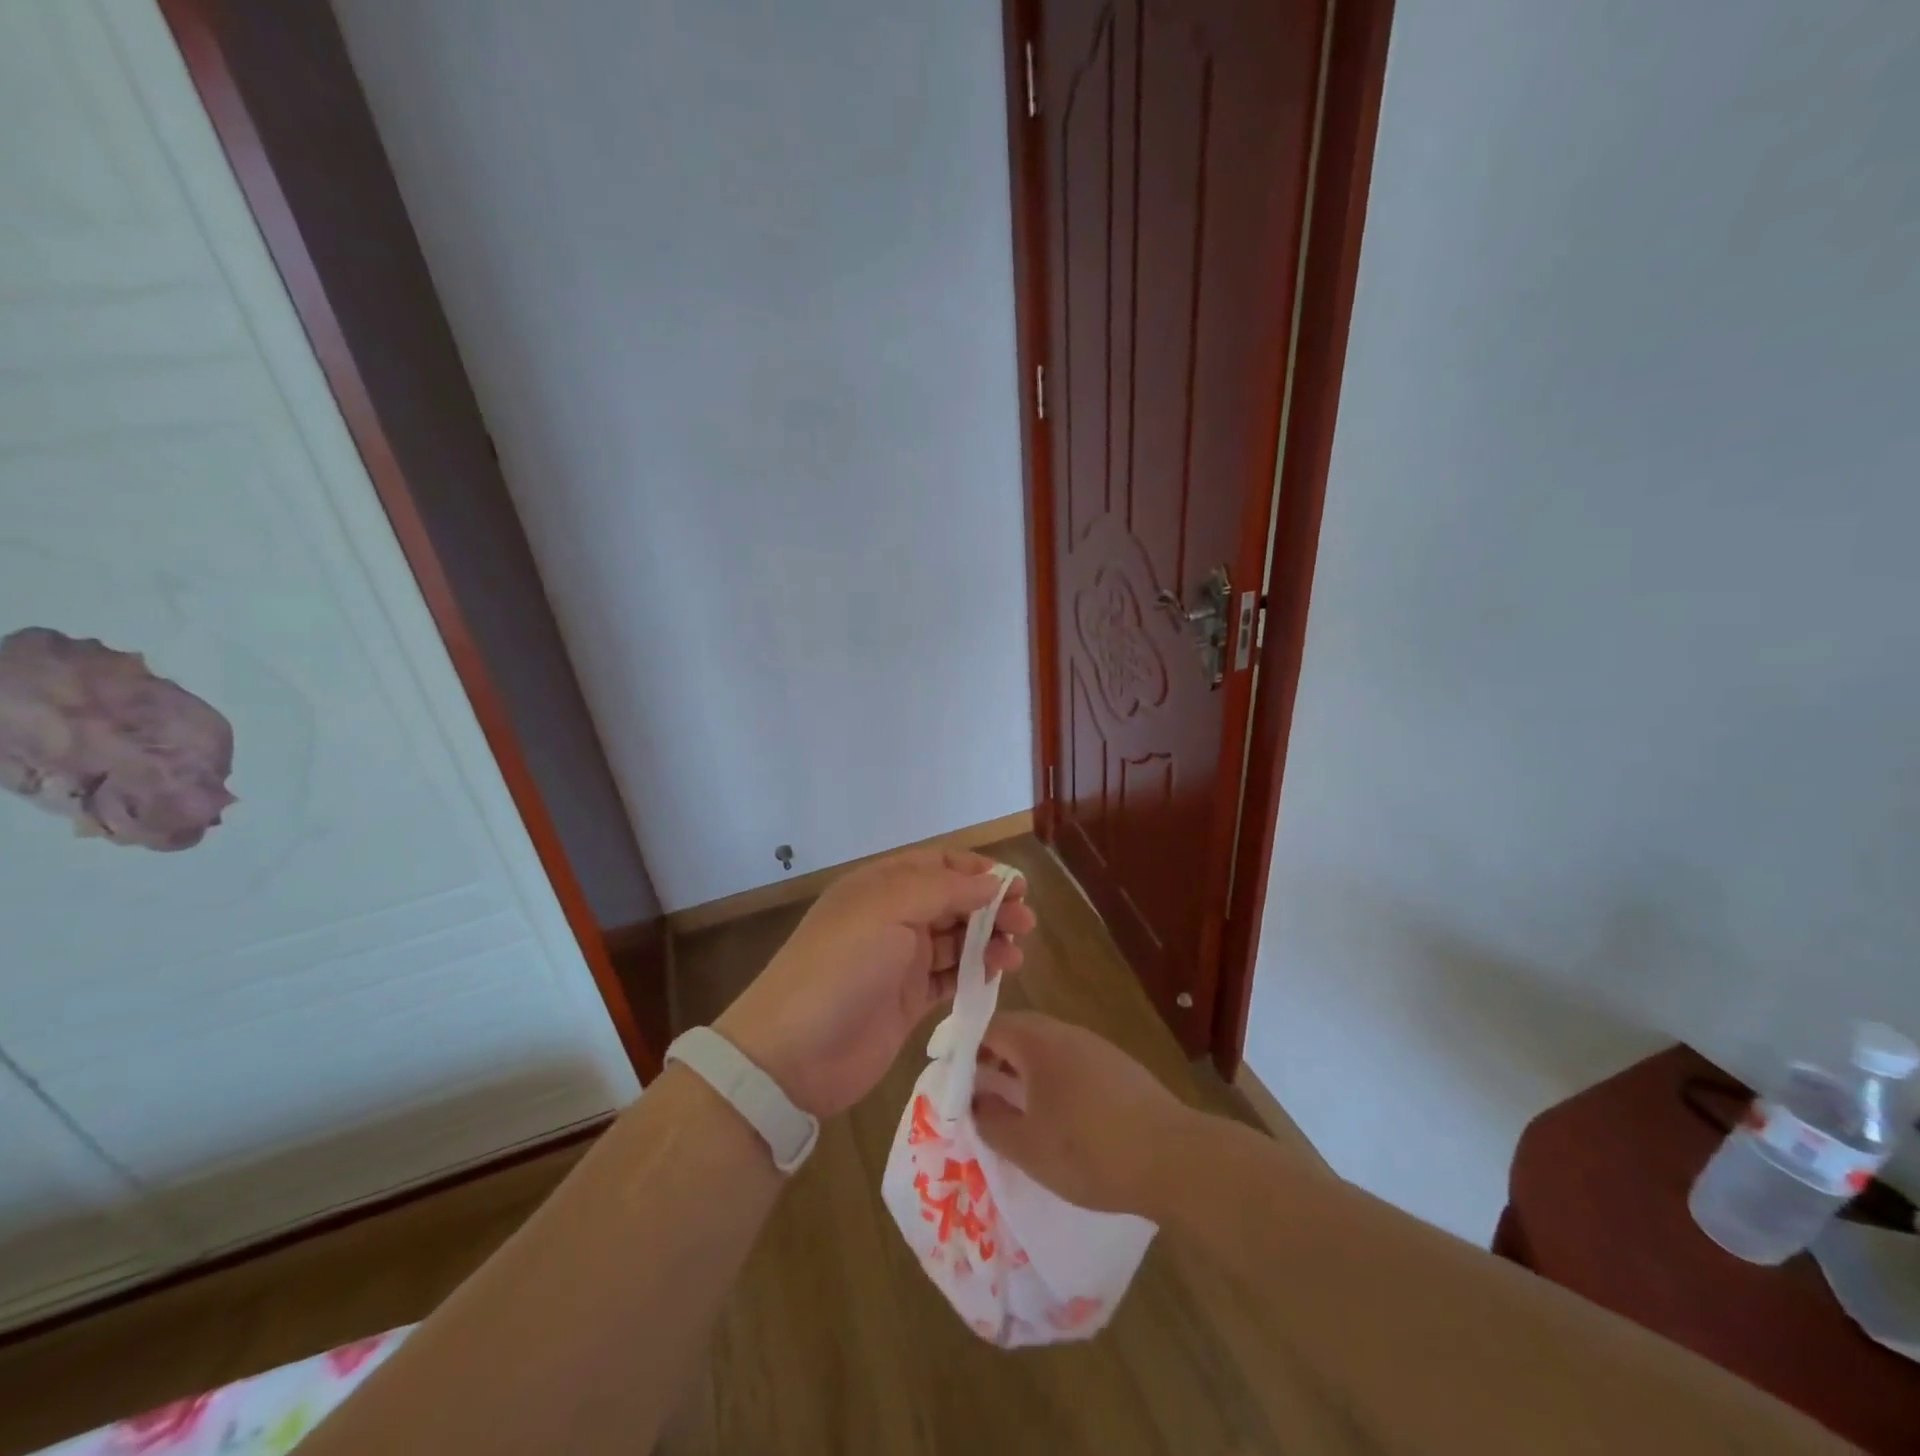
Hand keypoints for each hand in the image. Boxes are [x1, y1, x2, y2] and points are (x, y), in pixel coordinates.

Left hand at [715, 849, 1035, 1117]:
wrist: (793, 1054)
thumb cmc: (841, 967)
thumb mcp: (888, 910)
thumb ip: (944, 890)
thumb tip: (991, 883)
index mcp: (881, 887)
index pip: (938, 865)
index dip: (977, 872)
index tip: (1015, 886)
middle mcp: (892, 918)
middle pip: (952, 902)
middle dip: (990, 907)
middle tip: (1026, 923)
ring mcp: (900, 961)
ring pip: (955, 941)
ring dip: (988, 941)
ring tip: (1016, 953)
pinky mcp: (907, 1001)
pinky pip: (949, 978)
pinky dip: (975, 973)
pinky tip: (998, 974)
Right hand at [970, 1011, 1197, 1218]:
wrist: (1173, 1157)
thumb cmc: (1089, 1150)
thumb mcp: (1027, 1146)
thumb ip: (991, 1121)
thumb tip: (972, 1102)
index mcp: (1037, 1042)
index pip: (990, 1027)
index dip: (964, 1047)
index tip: (949, 1074)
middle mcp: (1065, 1033)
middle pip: (1018, 1033)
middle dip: (992, 1058)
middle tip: (974, 1090)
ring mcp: (1095, 1047)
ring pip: (1046, 1048)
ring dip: (1022, 1070)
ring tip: (1008, 1106)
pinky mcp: (1118, 1068)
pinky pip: (1070, 1062)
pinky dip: (1050, 1079)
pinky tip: (1053, 1114)